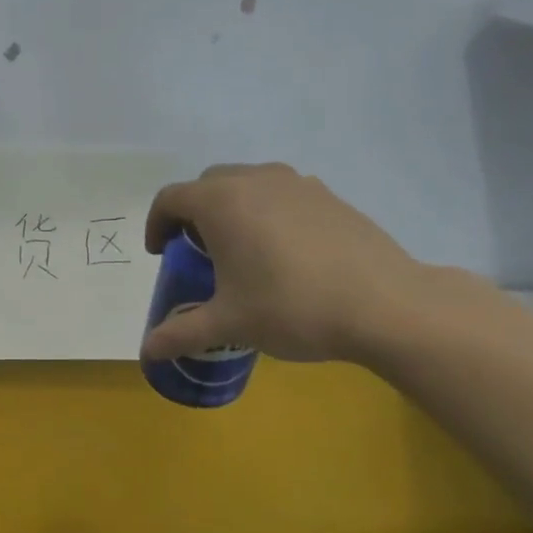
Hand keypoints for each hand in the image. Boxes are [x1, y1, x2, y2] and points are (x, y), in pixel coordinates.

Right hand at [139, 162, 422, 363]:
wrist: (384, 305)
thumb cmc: (290, 307)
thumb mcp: (228, 324)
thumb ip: (181, 334)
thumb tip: (147, 352)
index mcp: (221, 203)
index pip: (170, 199)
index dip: (157, 225)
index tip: (161, 254)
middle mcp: (255, 180)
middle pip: (207, 184)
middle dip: (193, 213)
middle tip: (198, 252)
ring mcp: (297, 183)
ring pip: (247, 183)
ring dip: (232, 208)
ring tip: (241, 250)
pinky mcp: (329, 196)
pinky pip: (282, 194)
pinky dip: (268, 212)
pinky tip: (284, 253)